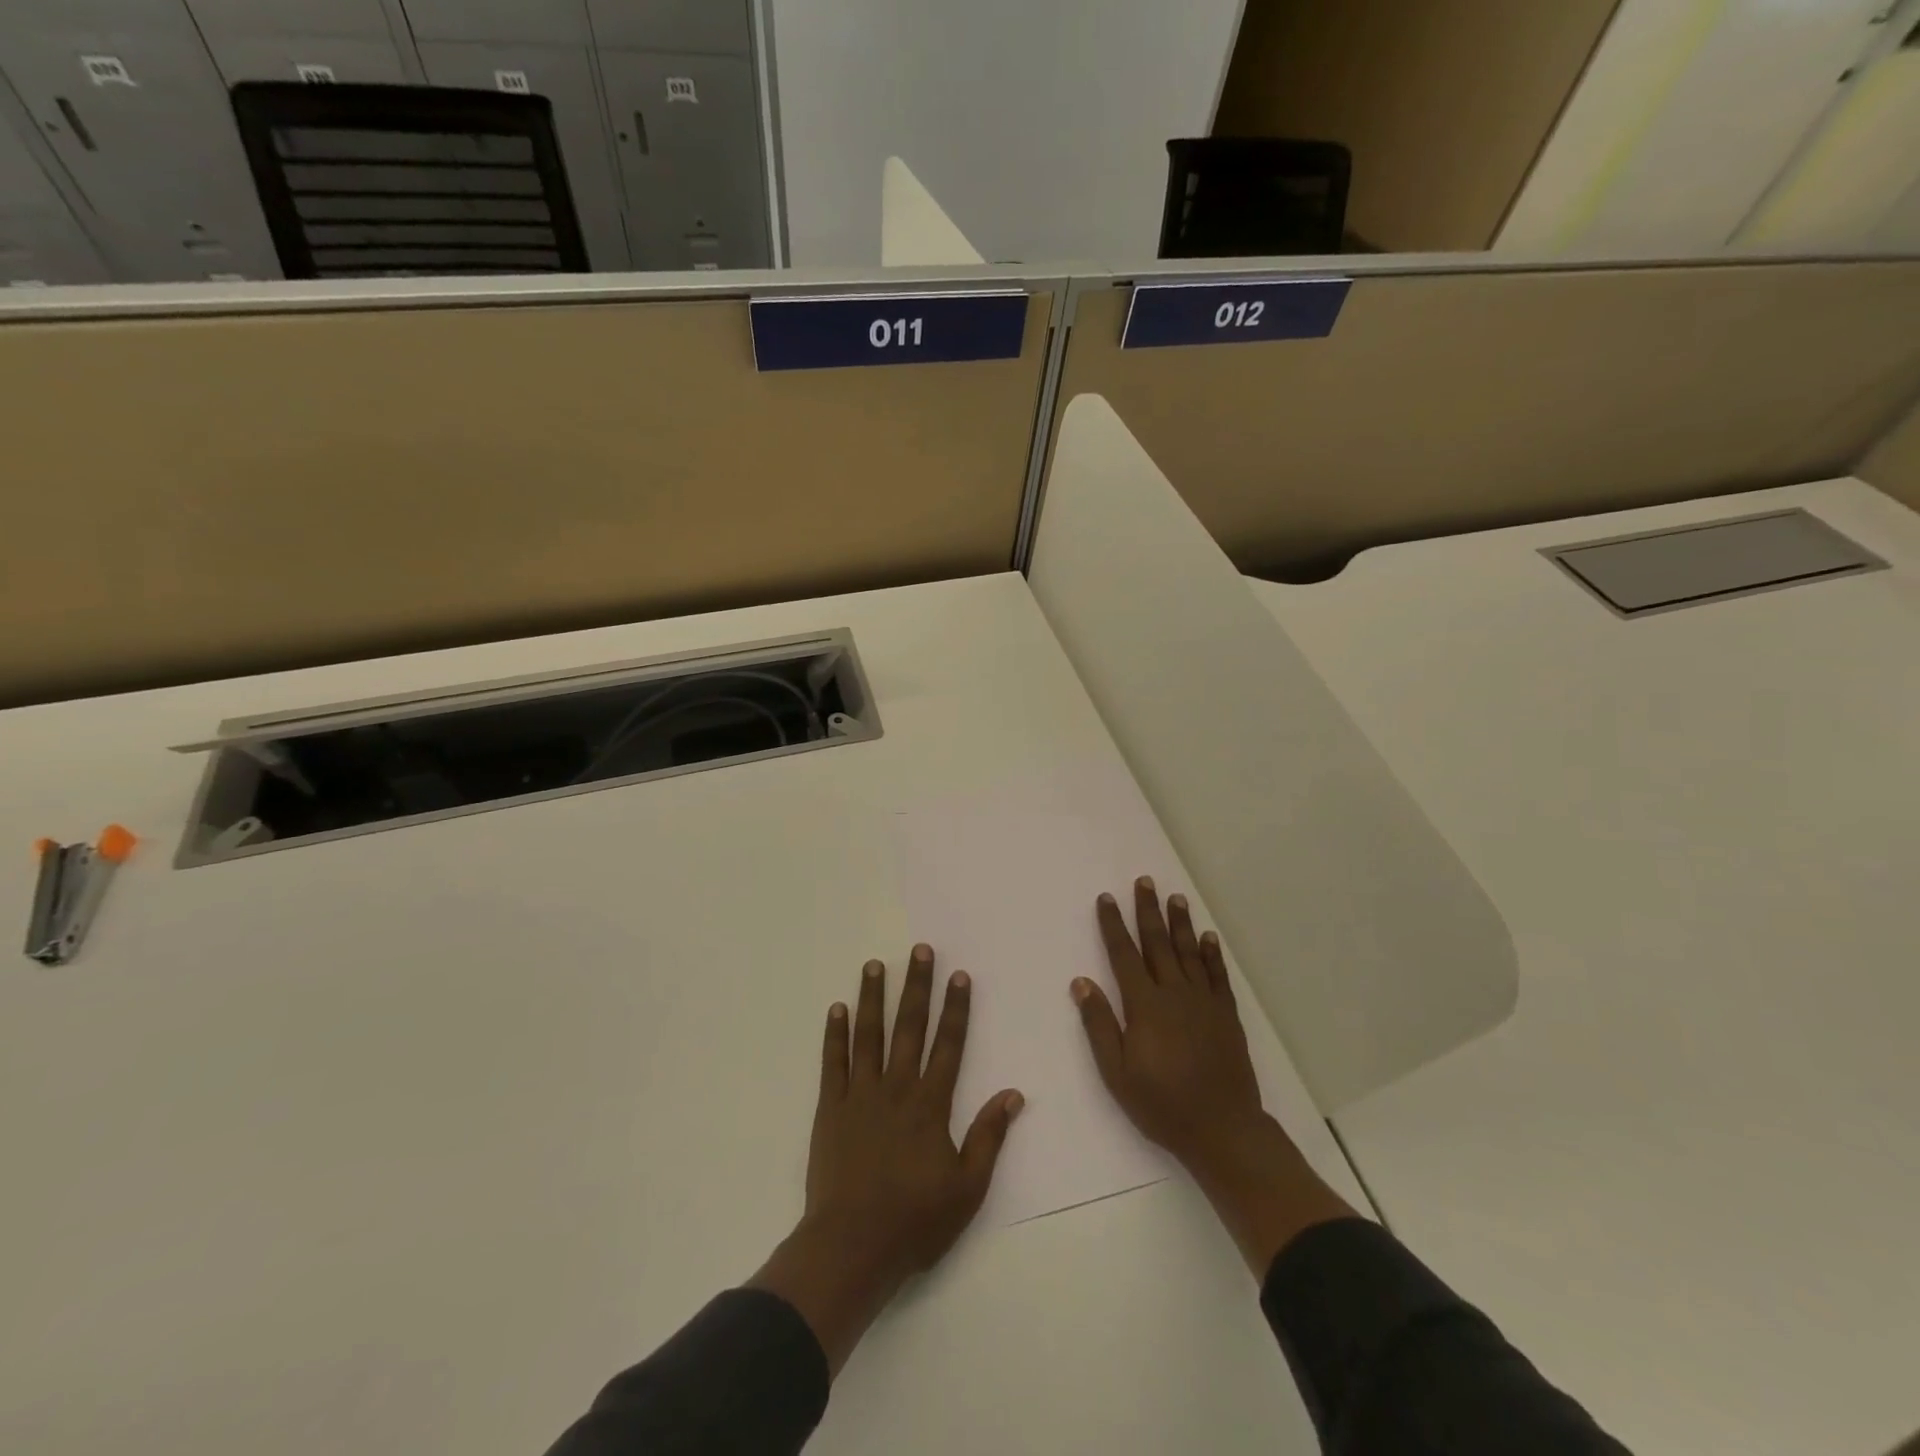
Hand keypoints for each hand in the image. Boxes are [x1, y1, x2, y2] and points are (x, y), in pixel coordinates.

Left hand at [750, 944, 1023, 1373]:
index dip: (956, 1008)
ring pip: (868, 1035)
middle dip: (917, 987)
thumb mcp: (968, 1188)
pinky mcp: (829, 1109)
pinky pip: (833, 1063)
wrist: (852, 1247)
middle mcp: (896, 1088)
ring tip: (875, 965)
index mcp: (930, 1104)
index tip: (959, 975)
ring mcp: (859, 1095)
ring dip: (873, 998)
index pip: (949, 1044)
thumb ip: (989, 1136)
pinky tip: (837, 1009)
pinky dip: (835, 1034)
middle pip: (909, 1028)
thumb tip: (1013, 1094)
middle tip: (920, 950)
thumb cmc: (915, 1221)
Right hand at [1074, 879, 1355, 1276]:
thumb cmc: (1162, 1104)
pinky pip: (1217, 976)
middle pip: (1158, 943)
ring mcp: (1204, 1002)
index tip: (1106, 899)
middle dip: (1148, 910)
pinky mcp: (1226, 1015)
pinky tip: (1208, 937)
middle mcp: (1174, 994)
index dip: (1113, 925)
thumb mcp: (1116, 1073)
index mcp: (1145, 1006)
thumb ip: (1099, 1025)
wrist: (1222, 1129)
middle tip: (1144, 881)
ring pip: (1189, 952)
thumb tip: (1081, 982)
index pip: (1124, 955)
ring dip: (1180, 923)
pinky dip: (1212, 954)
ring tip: (1175, 897)